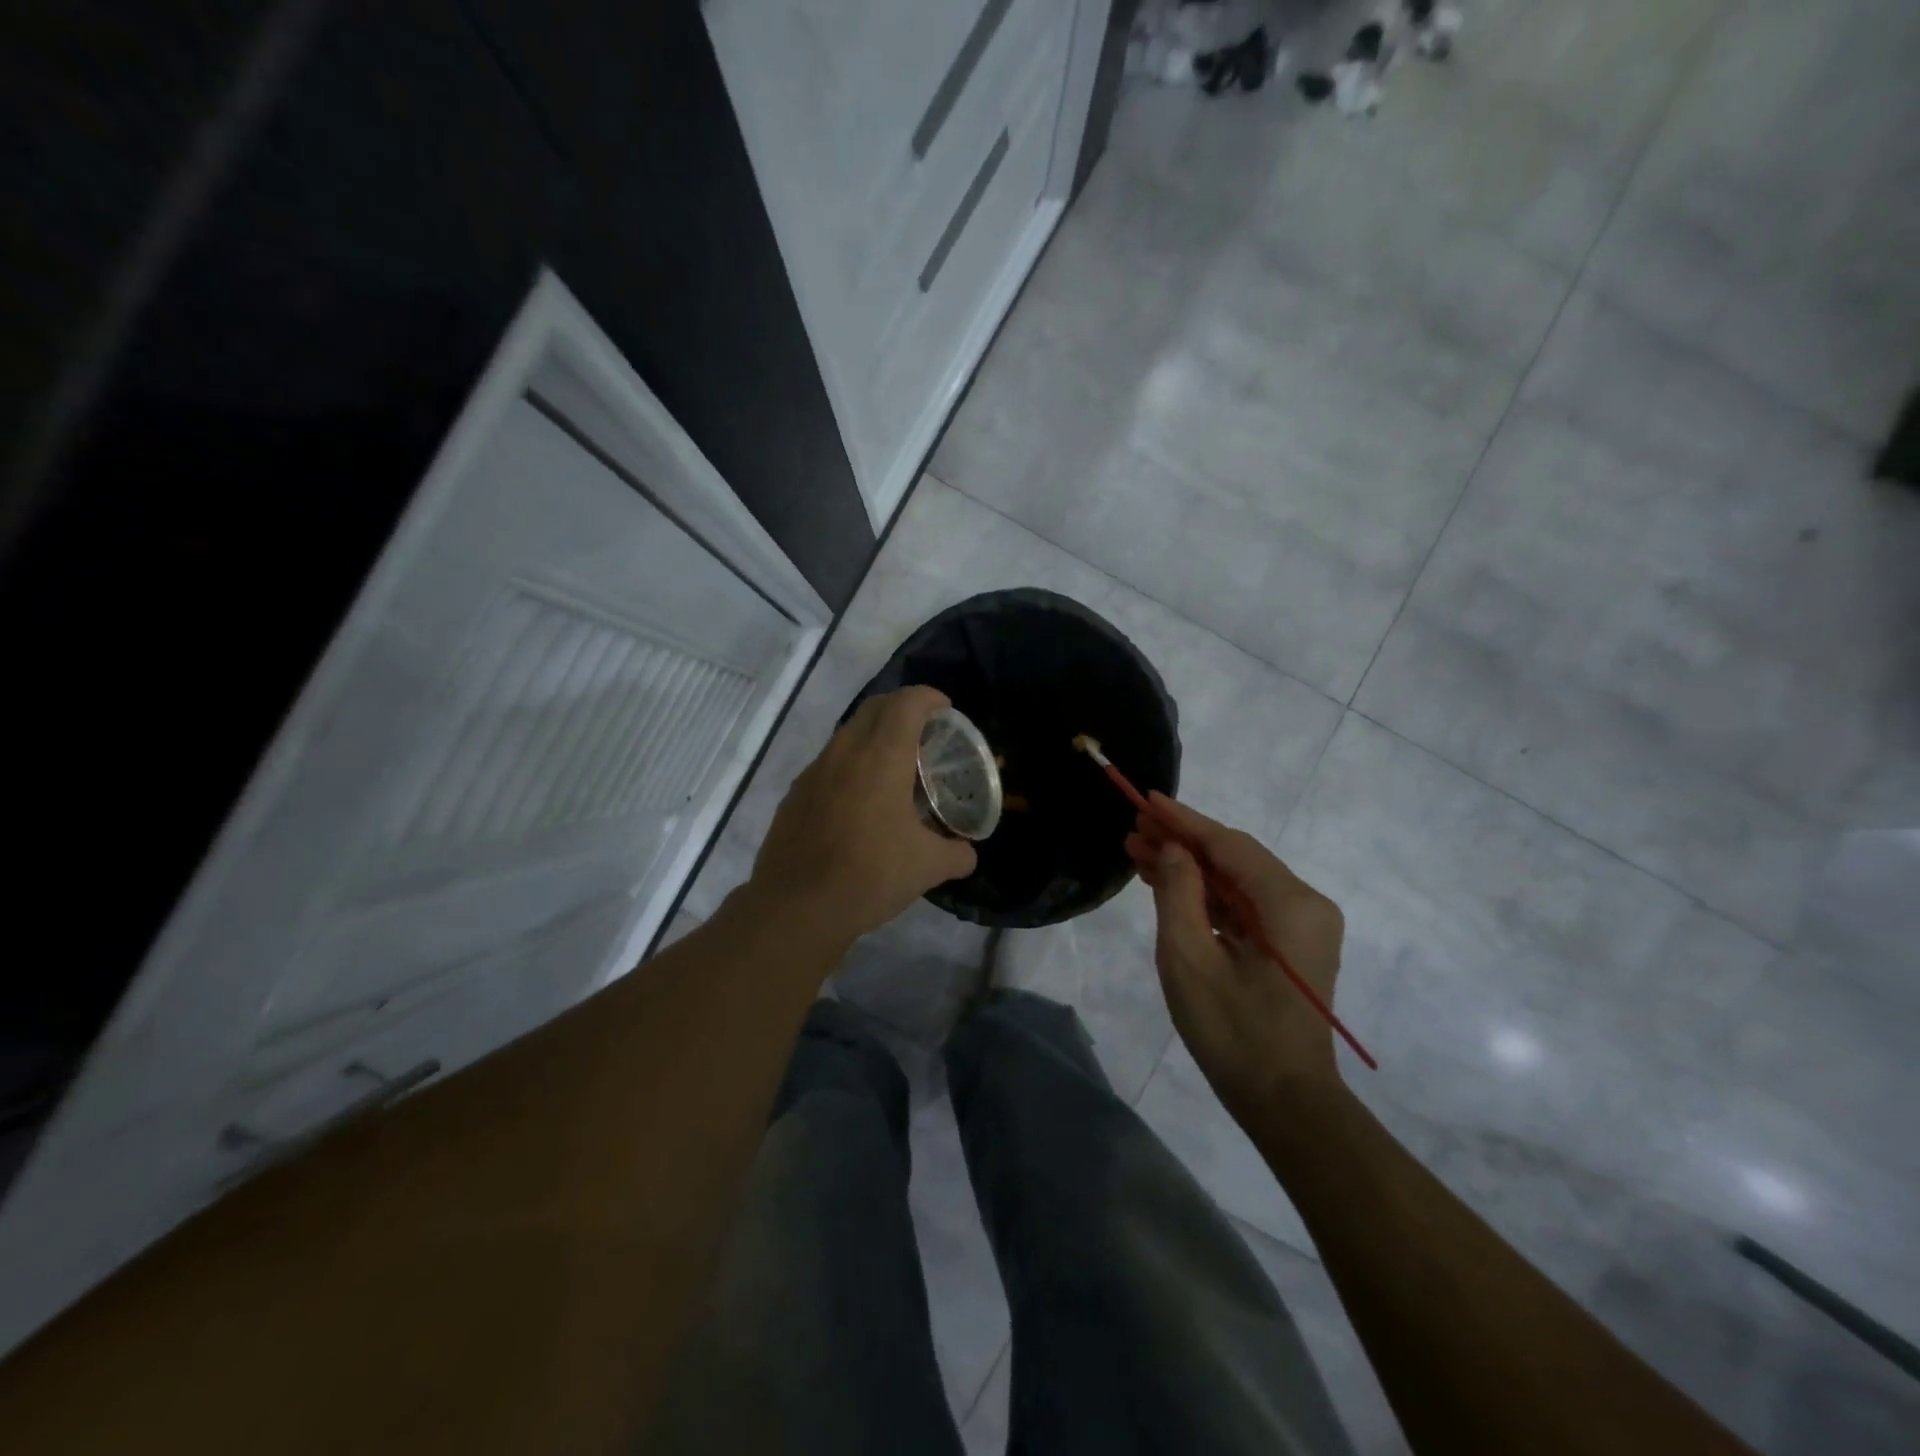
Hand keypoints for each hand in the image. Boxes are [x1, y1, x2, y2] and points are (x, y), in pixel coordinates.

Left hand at [748, 686, 977, 945]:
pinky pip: (829, 763)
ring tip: (894, 768)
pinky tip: (859, 801)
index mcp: (882, 757)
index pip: (906, 702)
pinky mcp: (795, 794)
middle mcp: (845, 752)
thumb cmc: (870, 875)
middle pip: (875, 707)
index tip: (946, 710)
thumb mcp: (928, 867)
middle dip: (903, 708)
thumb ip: (956, 854)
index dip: (929, 697)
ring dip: (874, 736)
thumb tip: (967, 853)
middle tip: (925, 733)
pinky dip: (850, 765)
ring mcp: (814, 771)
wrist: (797, 907)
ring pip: (848, 733)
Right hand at [1126, 795, 1345, 1120]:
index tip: (1146, 800)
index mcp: (1289, 904)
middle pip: (1235, 858)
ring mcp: (1302, 925)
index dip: (1183, 820)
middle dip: (1182, 842)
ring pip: (1237, 880)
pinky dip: (1208, 895)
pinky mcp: (1293, 944)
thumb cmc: (1233, 1032)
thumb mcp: (1189, 959)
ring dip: (1191, 868)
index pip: (1228, 845)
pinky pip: (1246, 905)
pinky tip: (1169, 885)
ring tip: (1139, 854)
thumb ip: (1178, 894)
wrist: (1285, 1102)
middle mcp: (1306, 904)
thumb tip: (1173, 849)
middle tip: (1133, 832)